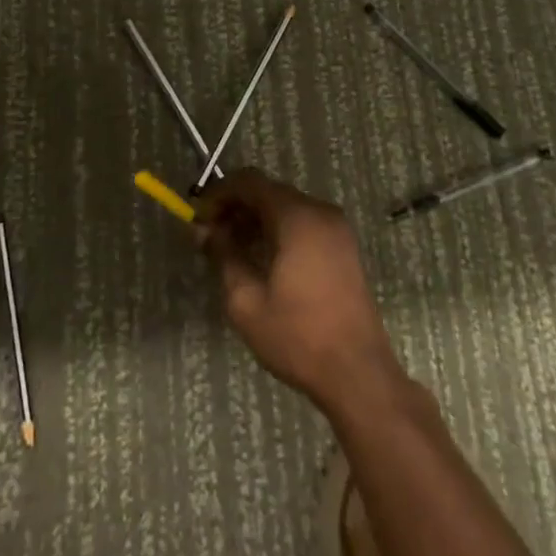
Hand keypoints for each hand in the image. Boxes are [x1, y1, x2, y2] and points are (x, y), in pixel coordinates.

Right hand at [197, 169, 406, 416]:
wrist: (357, 373)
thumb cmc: (297, 336)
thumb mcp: (246, 300)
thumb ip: (222, 254)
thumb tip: (204, 229)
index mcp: (298, 217)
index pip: (250, 181)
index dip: (219, 194)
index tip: (198, 219)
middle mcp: (320, 212)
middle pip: (269, 192)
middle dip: (236, 208)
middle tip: (210, 238)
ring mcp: (337, 229)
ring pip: (286, 208)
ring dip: (256, 220)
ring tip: (231, 252)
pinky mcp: (344, 247)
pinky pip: (303, 224)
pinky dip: (278, 231)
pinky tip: (261, 260)